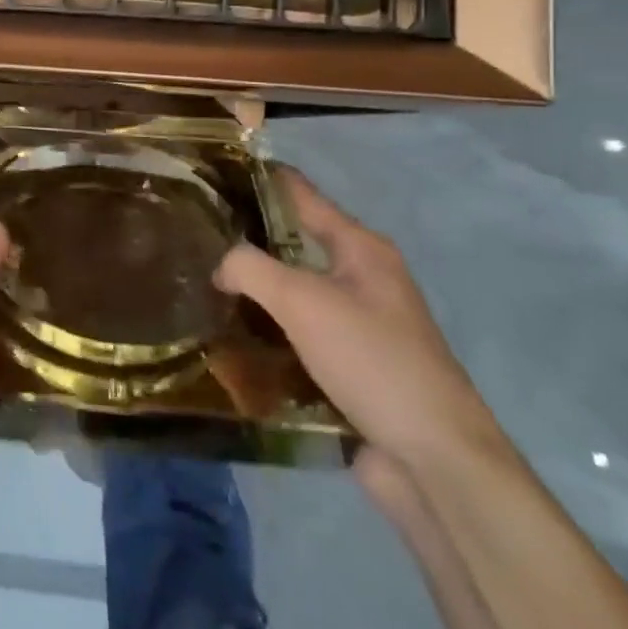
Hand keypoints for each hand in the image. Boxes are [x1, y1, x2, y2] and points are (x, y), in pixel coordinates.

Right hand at [214, 168, 505, 475]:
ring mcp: (358, 324)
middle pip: (295, 244)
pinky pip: (297, 334)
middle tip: (194, 234)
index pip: (303, 196)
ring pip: (293, 292)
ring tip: (200, 283)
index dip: (262, 179)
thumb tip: (220, 265)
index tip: (215, 170)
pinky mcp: (349, 365)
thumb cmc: (372, 360)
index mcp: (360, 249)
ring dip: (255, 290)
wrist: (433, 459)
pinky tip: (230, 336)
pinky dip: (267, 331)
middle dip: (248, 239)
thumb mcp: (303, 301)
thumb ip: (251, 268)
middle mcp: (362, 279)